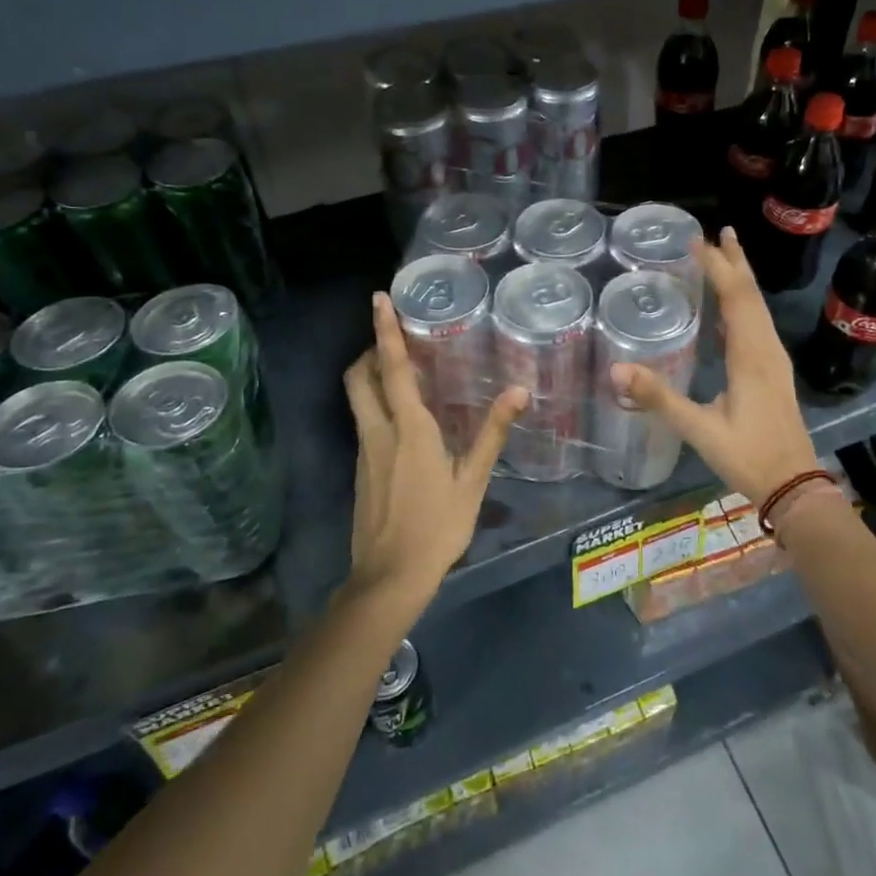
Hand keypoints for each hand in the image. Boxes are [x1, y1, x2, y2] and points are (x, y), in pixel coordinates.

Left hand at [343, 292, 527, 607]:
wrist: (389, 576)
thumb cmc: (438, 526)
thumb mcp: (473, 481)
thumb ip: (493, 433)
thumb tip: (518, 391)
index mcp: (409, 429)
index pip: (393, 368)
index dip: (385, 331)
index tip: (378, 299)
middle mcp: (379, 431)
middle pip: (358, 377)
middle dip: (369, 350)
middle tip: (394, 340)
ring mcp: (364, 451)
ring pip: (357, 399)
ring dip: (371, 376)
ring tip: (401, 371)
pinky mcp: (359, 469)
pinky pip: (363, 422)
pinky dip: (375, 405)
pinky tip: (402, 420)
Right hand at [611, 228, 816, 503]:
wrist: (794, 486)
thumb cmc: (749, 456)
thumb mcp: (700, 430)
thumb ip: (660, 398)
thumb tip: (617, 369)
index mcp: (752, 356)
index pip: (736, 298)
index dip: (717, 267)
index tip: (697, 241)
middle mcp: (767, 349)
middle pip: (752, 295)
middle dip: (735, 262)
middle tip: (717, 233)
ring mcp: (775, 360)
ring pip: (759, 308)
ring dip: (742, 280)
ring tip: (726, 256)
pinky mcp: (775, 372)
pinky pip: (759, 325)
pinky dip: (744, 305)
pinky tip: (731, 309)